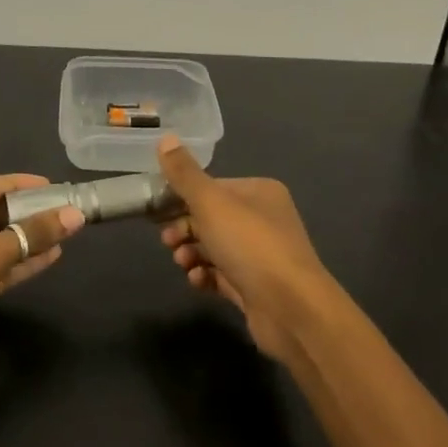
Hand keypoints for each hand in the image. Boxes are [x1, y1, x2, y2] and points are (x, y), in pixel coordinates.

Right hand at [156, 137, 332, 362]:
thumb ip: (184, 174)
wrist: (290, 308)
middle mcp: (263, 219)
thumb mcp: (211, 203)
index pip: (212, 187)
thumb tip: (165, 138)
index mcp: (259, 192)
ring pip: (213, 248)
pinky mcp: (254, 286)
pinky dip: (205, 276)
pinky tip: (198, 281)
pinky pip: (221, 275)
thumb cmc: (250, 245)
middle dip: (184, 229)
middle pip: (210, 218)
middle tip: (169, 241)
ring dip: (191, 253)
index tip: (157, 212)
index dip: (182, 198)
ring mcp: (260, 255)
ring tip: (184, 263)